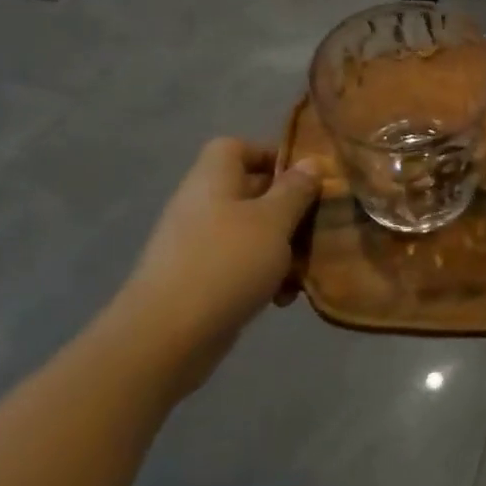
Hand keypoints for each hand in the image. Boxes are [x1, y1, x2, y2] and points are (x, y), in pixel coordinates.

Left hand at [109, 138, 321, 369]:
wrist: (166, 338)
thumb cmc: (226, 263)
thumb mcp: (273, 221)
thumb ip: (296, 190)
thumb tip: (311, 162)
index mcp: (214, 178)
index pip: (238, 147)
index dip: (271, 155)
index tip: (305, 178)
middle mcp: (202, 204)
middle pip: (251, 191)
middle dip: (288, 209)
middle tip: (318, 225)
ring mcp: (197, 244)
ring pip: (250, 233)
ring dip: (281, 248)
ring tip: (304, 270)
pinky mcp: (198, 281)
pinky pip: (239, 266)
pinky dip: (262, 277)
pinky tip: (282, 299)